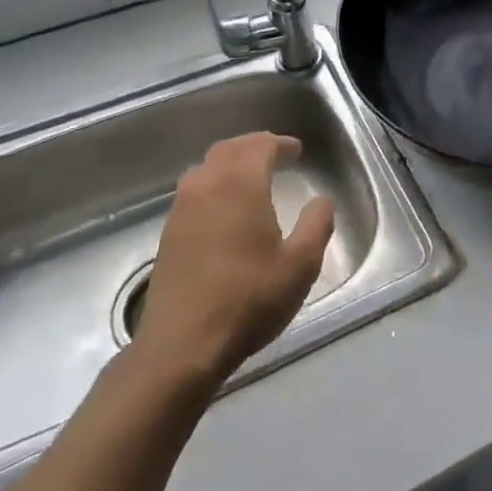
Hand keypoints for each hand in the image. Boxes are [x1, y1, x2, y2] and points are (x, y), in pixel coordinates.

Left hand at [123, 133, 335, 394]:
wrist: (181, 347)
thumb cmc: (248, 300)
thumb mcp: (300, 265)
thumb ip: (317, 225)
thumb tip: (323, 200)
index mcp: (241, 184)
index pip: (260, 145)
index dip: (280, 143)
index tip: (297, 151)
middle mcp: (207, 186)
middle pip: (229, 149)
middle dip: (254, 146)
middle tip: (276, 156)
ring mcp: (181, 209)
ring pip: (206, 168)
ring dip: (230, 164)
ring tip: (251, 179)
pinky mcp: (168, 234)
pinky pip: (193, 191)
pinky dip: (213, 186)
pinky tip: (225, 210)